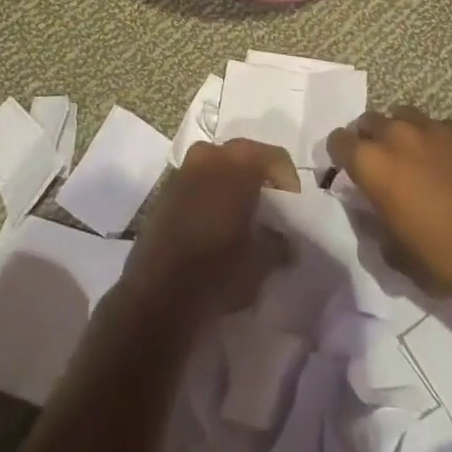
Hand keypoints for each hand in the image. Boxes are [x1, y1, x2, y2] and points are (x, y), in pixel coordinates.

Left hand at [120, 139, 298, 324]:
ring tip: (242, 212)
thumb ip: (279, 243)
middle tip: (270, 204)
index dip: (289, 180)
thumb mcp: (261, 262)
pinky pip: (197, 180)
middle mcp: (208, 156)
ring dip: (232, 181)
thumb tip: (285, 241)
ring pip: (217, 164)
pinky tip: (215, 220)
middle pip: (244, 154)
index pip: (274, 157)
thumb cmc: (218, 271)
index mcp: (237, 165)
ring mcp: (182, 171)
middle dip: (260, 175)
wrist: (158, 296)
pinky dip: (210, 192)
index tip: (292, 207)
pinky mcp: (164, 191)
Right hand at [327, 107, 451, 298]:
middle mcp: (397, 135)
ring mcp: (434, 128)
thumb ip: (375, 224)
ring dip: (401, 132)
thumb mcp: (396, 254)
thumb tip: (374, 211)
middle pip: (369, 121)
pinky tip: (450, 162)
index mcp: (372, 163)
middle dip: (369, 138)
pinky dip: (436, 139)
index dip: (340, 156)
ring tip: (414, 157)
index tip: (349, 173)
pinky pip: (439, 126)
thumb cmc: (446, 256)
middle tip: (381, 165)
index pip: (338, 141)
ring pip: (404, 115)